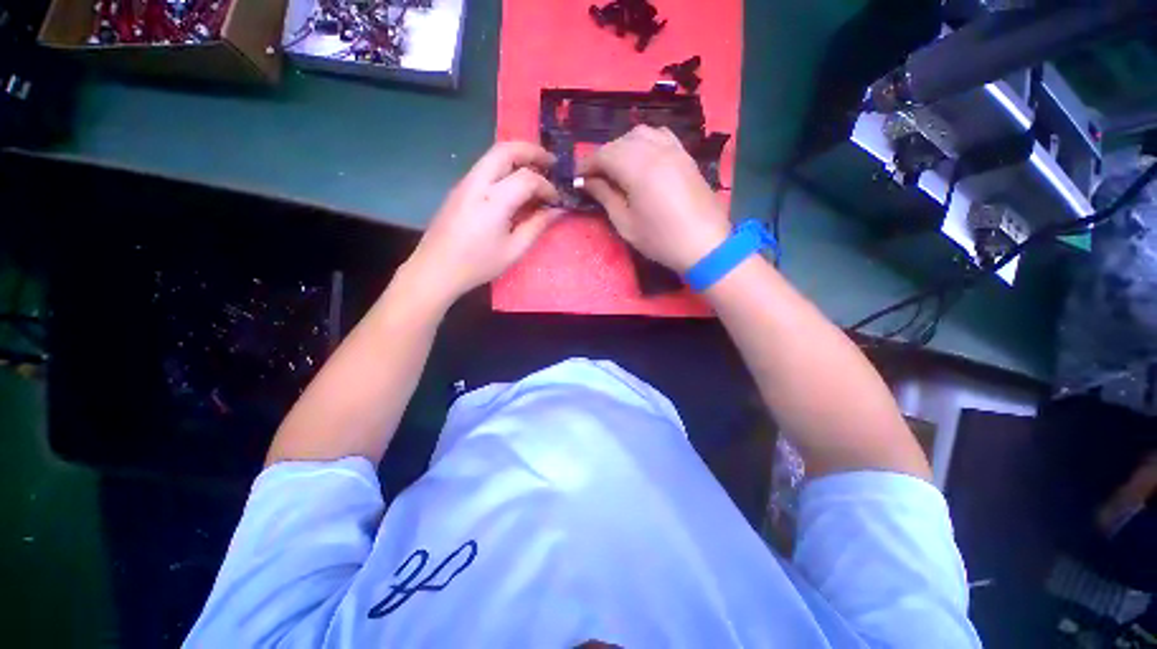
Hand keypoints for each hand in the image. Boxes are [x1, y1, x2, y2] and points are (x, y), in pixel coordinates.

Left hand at [404, 142, 560, 306]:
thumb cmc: (477, 264)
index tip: (557, 200)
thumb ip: (536, 226)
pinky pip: (485, 168)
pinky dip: (505, 167)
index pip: (527, 178)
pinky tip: (514, 185)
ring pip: (493, 155)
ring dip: (517, 157)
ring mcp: (464, 183)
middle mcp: (477, 183)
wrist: (435, 269)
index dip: (547, 186)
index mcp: (493, 201)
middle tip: (551, 163)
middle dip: (532, 151)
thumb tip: (556, 211)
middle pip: (505, 150)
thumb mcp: (513, 250)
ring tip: (536, 171)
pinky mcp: (459, 189)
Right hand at [577, 125, 729, 271]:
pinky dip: (645, 142)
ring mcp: (674, 150)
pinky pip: (661, 136)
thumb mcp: (626, 224)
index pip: (604, 154)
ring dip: (623, 146)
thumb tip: (587, 181)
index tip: (577, 178)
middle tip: (594, 177)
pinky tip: (642, 157)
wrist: (704, 245)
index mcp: (637, 168)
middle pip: (621, 142)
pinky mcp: (685, 156)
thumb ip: (605, 197)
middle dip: (603, 156)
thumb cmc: (660, 239)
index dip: (587, 164)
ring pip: (641, 134)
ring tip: (617, 167)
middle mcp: (655, 150)